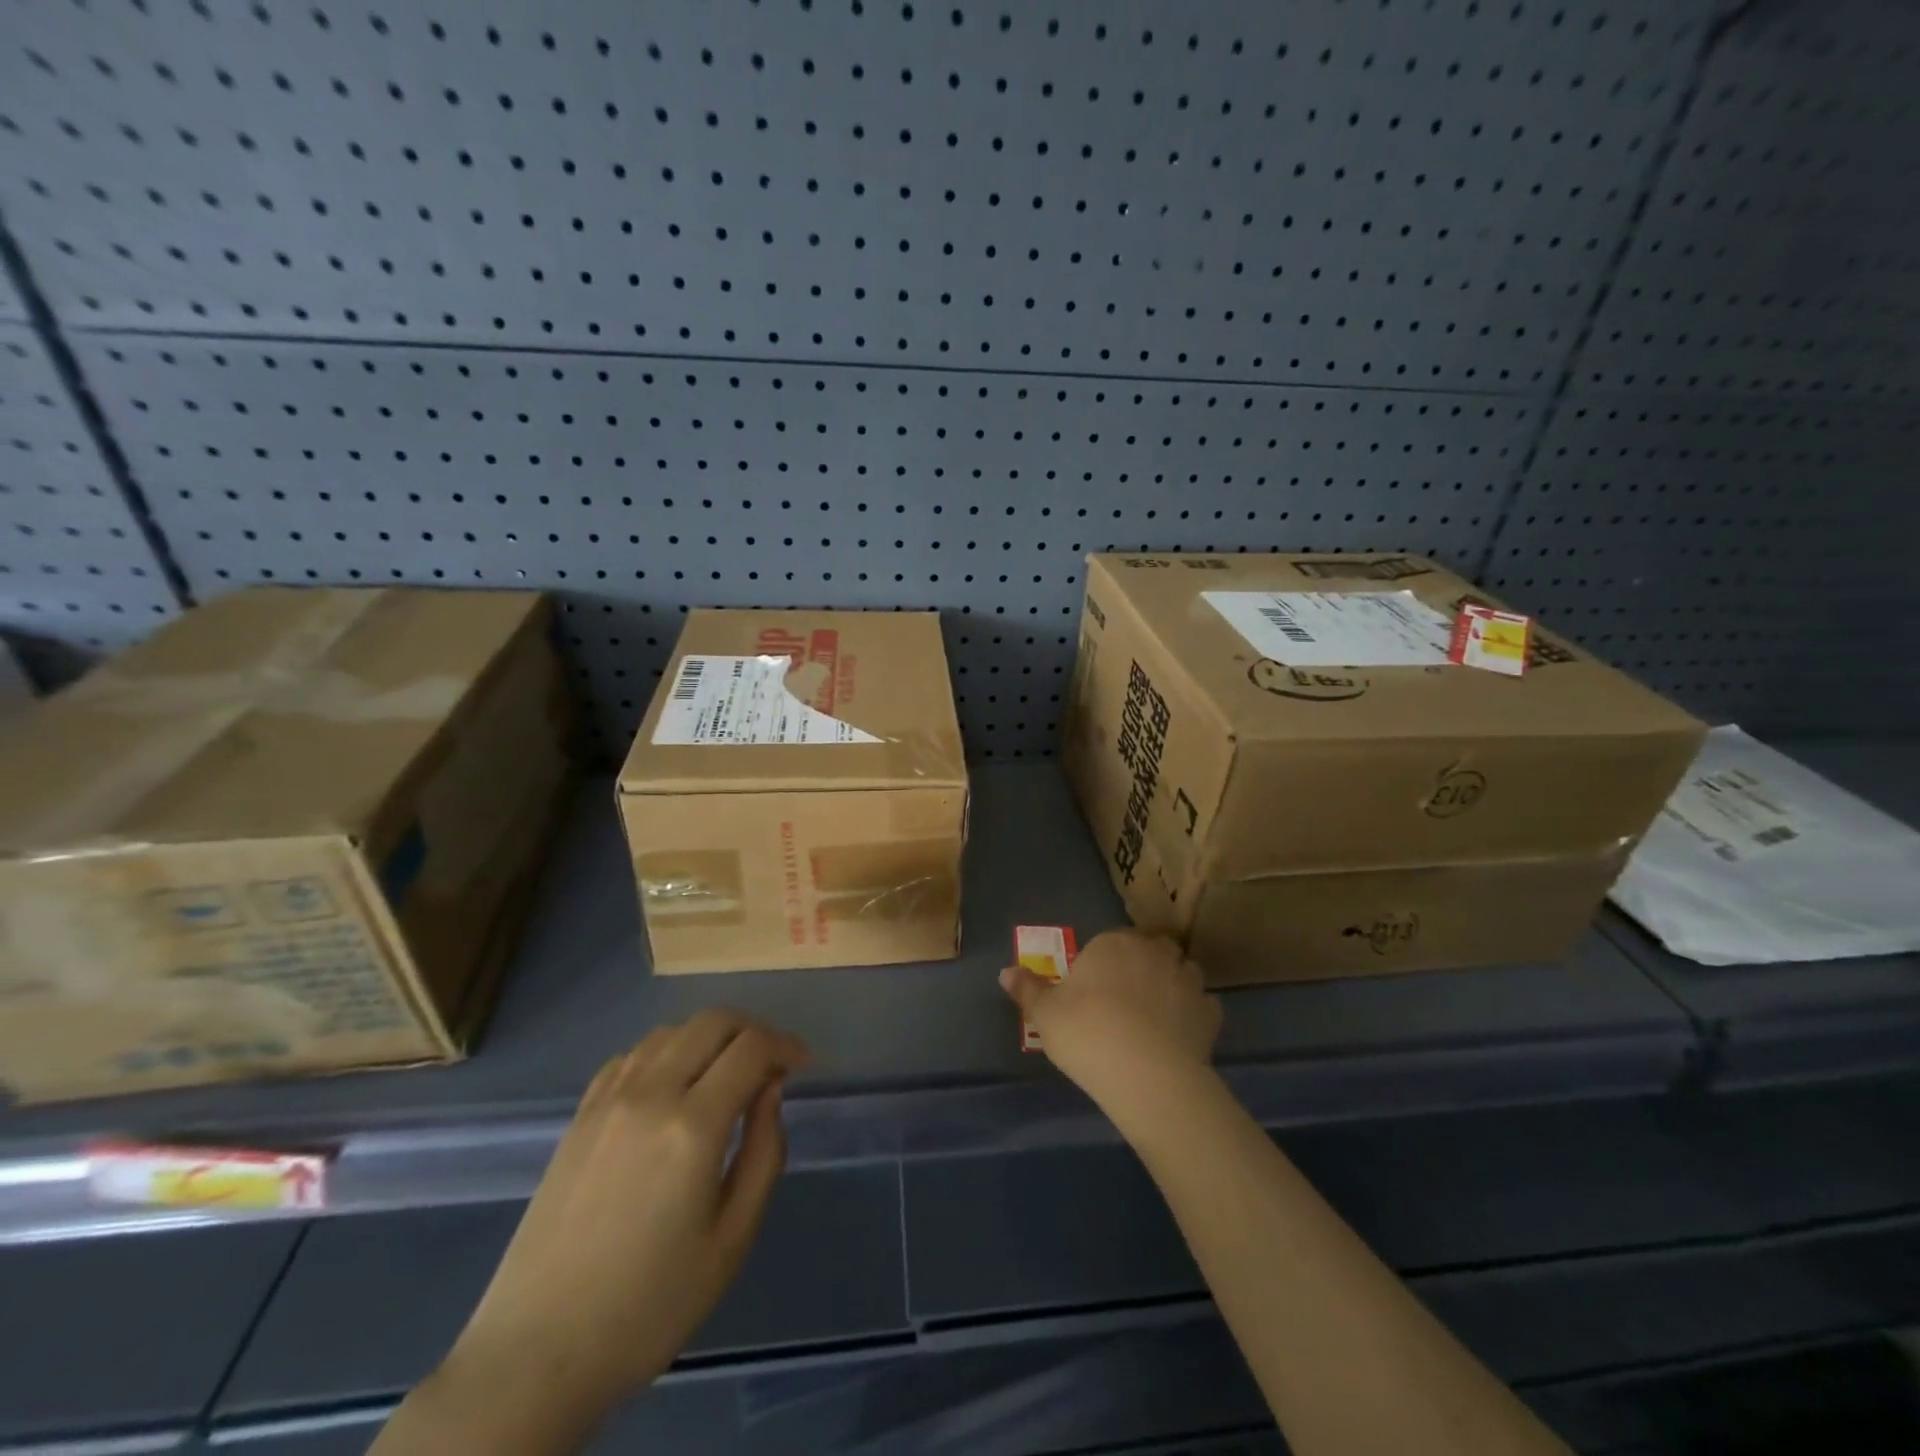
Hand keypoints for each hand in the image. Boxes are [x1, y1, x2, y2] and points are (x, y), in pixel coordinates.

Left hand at [442, 1012, 808, 1421]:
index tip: (802, 1065)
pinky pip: (632, 1055)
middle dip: (752, 1030)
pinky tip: (673, 1086)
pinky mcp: (580, 1115)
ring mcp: (608, 1100)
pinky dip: (666, 1052)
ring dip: (710, 1037)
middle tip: (770, 1064)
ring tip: (725, 1073)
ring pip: (672, 1031)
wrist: (537, 1353)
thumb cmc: (649, 1304)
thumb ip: (765, 1153)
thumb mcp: (732, 1240)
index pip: (751, 1048)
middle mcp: (650, 1094)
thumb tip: (771, 1090)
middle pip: (713, 1022)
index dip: (786, 1044)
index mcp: (692, 1126)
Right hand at [1000, 928, 1221, 1116]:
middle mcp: (1153, 951)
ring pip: (1181, 972)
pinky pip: (1202, 1006)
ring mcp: (1187, 979)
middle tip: (1125, 999)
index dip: (1103, 963)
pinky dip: (1192, 1015)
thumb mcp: (1045, 1014)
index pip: (1110, 941)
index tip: (1094, 989)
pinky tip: (1179, 1036)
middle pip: (1150, 949)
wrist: (1146, 1074)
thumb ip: (1028, 990)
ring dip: (1172, 985)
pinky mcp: (1210, 1012)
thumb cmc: (1087, 1033)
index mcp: (1113, 944)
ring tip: (1156, 1016)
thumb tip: (1006, 972)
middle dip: (1142, 966)